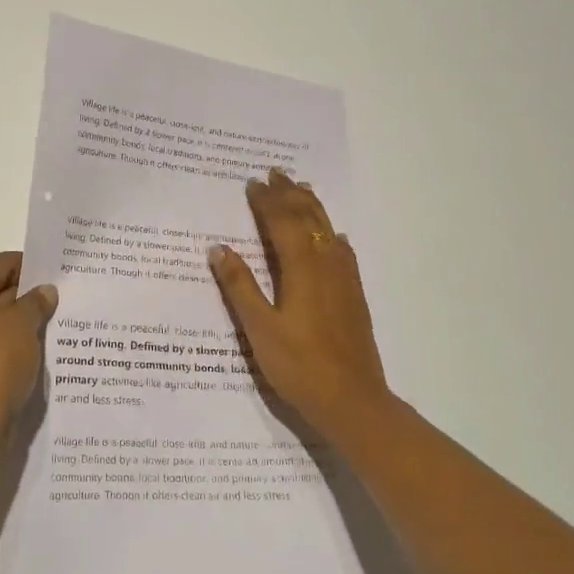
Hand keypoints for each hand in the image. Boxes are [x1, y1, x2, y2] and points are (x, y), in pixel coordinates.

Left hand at [0, 251, 58, 443]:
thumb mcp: (24, 324)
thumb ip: (36, 302)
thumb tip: (44, 292)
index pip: (0, 264)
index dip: (31, 268)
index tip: (59, 276)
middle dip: (25, 296)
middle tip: (61, 302)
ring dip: (17, 323)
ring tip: (53, 327)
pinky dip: (6, 344)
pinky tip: (34, 351)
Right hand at [208, 169, 390, 436]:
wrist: (353, 401)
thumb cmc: (299, 367)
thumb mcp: (259, 329)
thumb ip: (240, 287)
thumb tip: (219, 248)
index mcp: (302, 270)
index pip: (283, 224)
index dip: (267, 202)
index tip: (253, 182)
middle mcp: (327, 266)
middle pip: (309, 220)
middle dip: (290, 195)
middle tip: (275, 173)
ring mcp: (345, 280)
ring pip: (329, 231)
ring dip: (313, 207)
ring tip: (302, 188)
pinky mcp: (355, 296)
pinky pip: (344, 251)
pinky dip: (333, 234)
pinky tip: (334, 236)